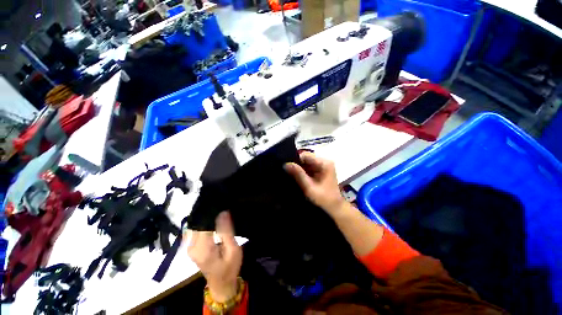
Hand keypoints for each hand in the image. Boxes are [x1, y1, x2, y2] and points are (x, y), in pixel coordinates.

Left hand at [187, 211, 241, 301]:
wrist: (220, 283)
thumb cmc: (230, 269)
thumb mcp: (234, 252)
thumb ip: (226, 232)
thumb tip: (222, 212)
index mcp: (203, 249)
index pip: (203, 224)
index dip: (211, 214)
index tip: (219, 205)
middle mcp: (191, 246)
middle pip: (197, 223)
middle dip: (207, 215)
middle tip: (218, 208)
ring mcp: (187, 246)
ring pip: (193, 225)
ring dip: (203, 220)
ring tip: (214, 214)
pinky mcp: (188, 246)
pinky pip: (192, 230)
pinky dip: (200, 225)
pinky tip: (208, 223)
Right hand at [284, 152, 345, 216]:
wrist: (335, 207)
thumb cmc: (324, 198)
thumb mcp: (309, 187)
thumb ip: (298, 175)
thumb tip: (286, 164)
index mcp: (324, 163)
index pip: (306, 155)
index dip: (295, 160)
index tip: (287, 168)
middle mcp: (325, 161)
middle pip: (307, 158)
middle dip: (297, 165)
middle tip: (287, 173)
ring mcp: (324, 166)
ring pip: (307, 163)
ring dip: (300, 169)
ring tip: (291, 176)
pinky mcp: (322, 171)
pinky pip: (310, 168)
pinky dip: (304, 173)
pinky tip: (298, 178)